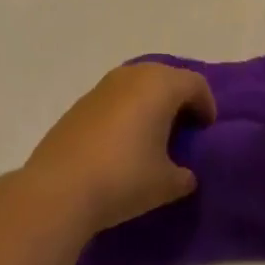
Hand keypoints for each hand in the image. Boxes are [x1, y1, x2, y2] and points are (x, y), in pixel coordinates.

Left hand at [26, 63, 216, 234]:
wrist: (58, 189)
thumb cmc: (124, 178)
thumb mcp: (167, 184)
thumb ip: (184, 175)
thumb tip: (184, 174)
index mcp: (161, 85)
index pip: (196, 84)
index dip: (207, 106)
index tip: (205, 132)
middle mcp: (133, 75)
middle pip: (167, 77)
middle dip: (179, 100)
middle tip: (183, 130)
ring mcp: (102, 87)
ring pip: (138, 85)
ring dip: (150, 104)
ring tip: (152, 137)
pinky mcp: (80, 104)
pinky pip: (115, 99)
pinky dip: (126, 112)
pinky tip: (122, 143)